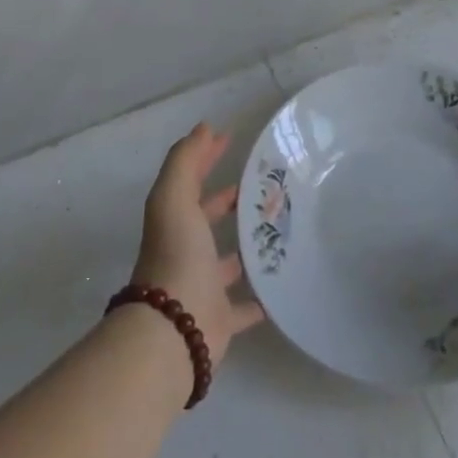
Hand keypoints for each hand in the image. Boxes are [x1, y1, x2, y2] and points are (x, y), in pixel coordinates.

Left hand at [133, 123, 265, 366]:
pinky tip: (283, 285)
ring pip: (227, 263)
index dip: (206, 158)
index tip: (230, 139)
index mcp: (175, 223)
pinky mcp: (222, 319)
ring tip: (281, 230)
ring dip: (246, 248)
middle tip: (265, 187)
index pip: (191, 182)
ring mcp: (204, 287)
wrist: (174, 329)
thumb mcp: (174, 199)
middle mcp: (186, 252)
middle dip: (229, 202)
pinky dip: (261, 298)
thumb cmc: (177, 256)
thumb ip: (185, 161)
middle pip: (207, 220)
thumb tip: (204, 127)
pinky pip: (245, 306)